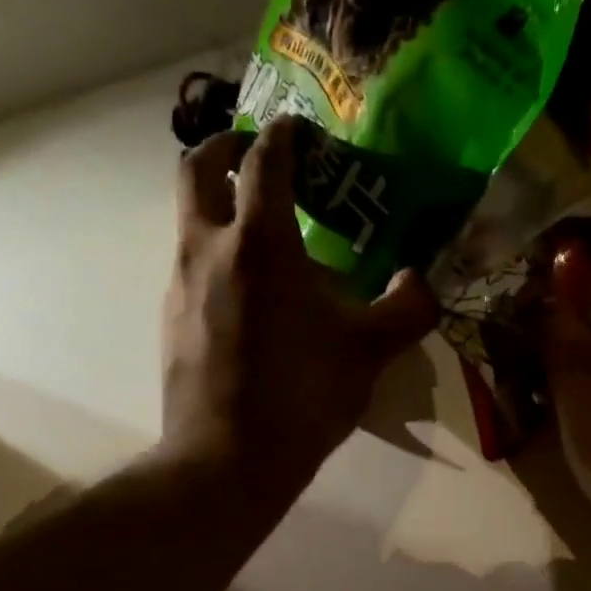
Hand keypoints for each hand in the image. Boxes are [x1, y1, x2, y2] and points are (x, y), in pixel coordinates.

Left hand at [162, 118, 436, 506]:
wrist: (228, 459)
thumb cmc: (303, 396)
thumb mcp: (371, 351)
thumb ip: (407, 308)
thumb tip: (420, 281)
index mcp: (261, 242)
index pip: (265, 160)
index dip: (285, 135)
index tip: (301, 132)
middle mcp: (209, 249)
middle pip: (198, 168)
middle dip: (226, 147)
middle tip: (255, 155)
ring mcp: (180, 285)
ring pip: (189, 220)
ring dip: (220, 208)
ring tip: (264, 239)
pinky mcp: (170, 321)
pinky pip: (189, 268)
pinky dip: (215, 259)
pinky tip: (248, 300)